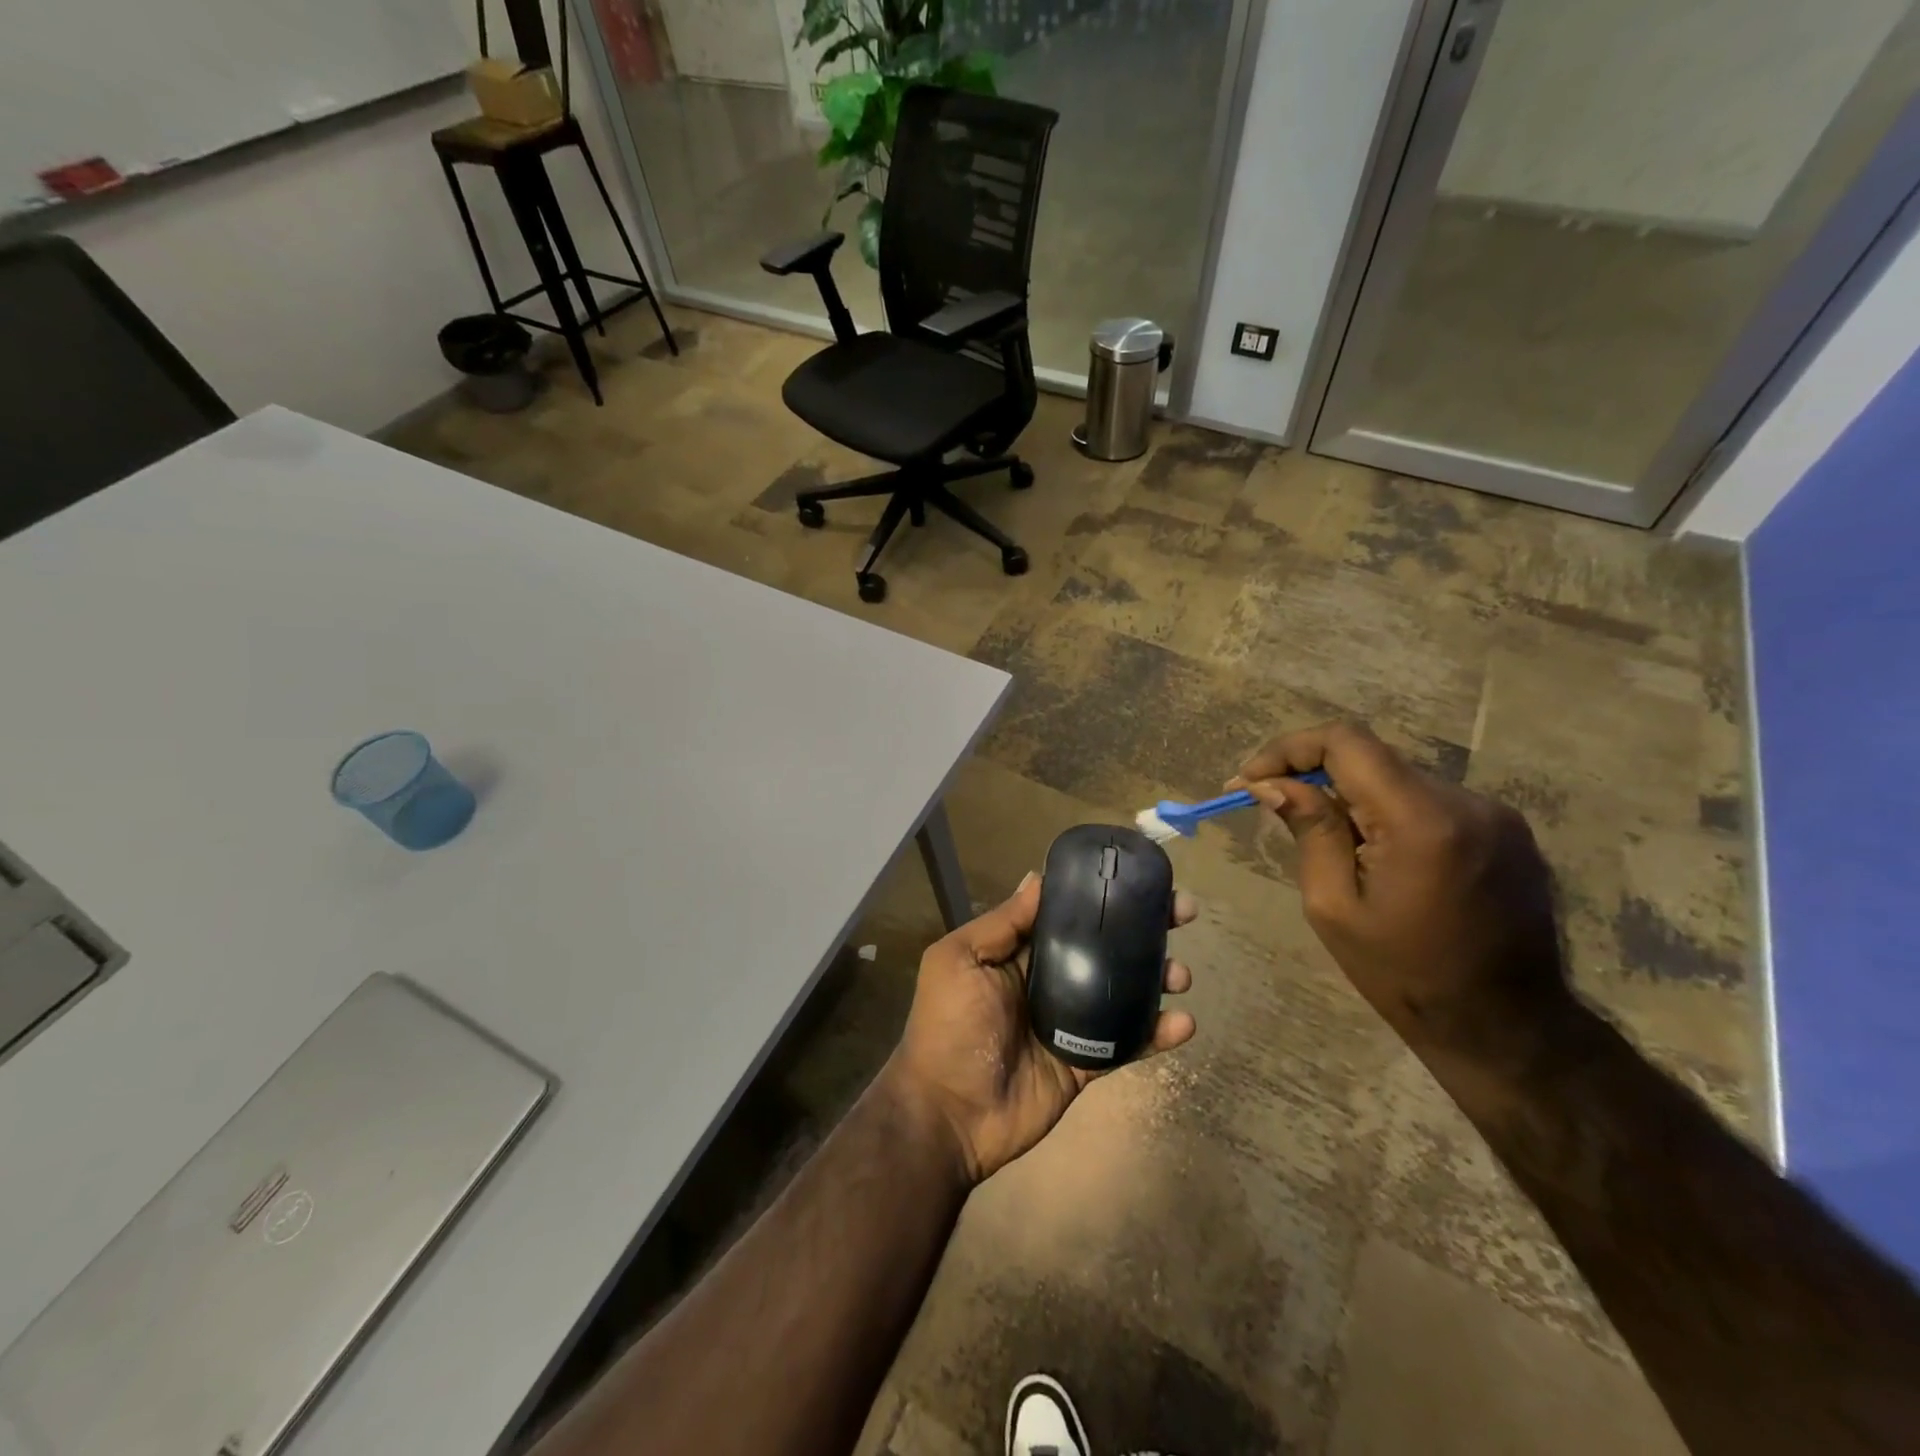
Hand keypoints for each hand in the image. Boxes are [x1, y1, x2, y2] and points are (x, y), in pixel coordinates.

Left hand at [885, 872, 1197, 1184]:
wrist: (948, 1114)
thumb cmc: (949, 1026)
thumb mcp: (959, 960)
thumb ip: (1002, 923)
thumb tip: (1037, 877)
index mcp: (1019, 953)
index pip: (1068, 914)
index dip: (1102, 896)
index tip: (1140, 879)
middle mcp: (1050, 980)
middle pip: (1105, 947)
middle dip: (1144, 928)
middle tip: (1182, 913)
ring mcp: (1071, 1022)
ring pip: (1123, 990)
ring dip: (1157, 977)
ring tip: (1180, 973)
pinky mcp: (1085, 1062)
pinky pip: (1127, 1042)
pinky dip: (1157, 1033)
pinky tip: (1183, 1023)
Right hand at [1232, 721, 1570, 1072]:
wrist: (1508, 1028)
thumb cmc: (1406, 976)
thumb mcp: (1334, 907)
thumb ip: (1309, 831)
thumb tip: (1270, 783)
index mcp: (1421, 820)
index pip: (1346, 741)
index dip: (1288, 749)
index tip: (1252, 780)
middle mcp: (1466, 801)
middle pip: (1371, 758)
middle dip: (1314, 776)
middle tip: (1272, 808)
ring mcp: (1495, 813)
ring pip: (1398, 779)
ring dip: (1352, 797)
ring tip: (1327, 844)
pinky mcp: (1507, 830)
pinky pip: (1429, 801)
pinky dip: (1389, 813)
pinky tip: (1377, 856)